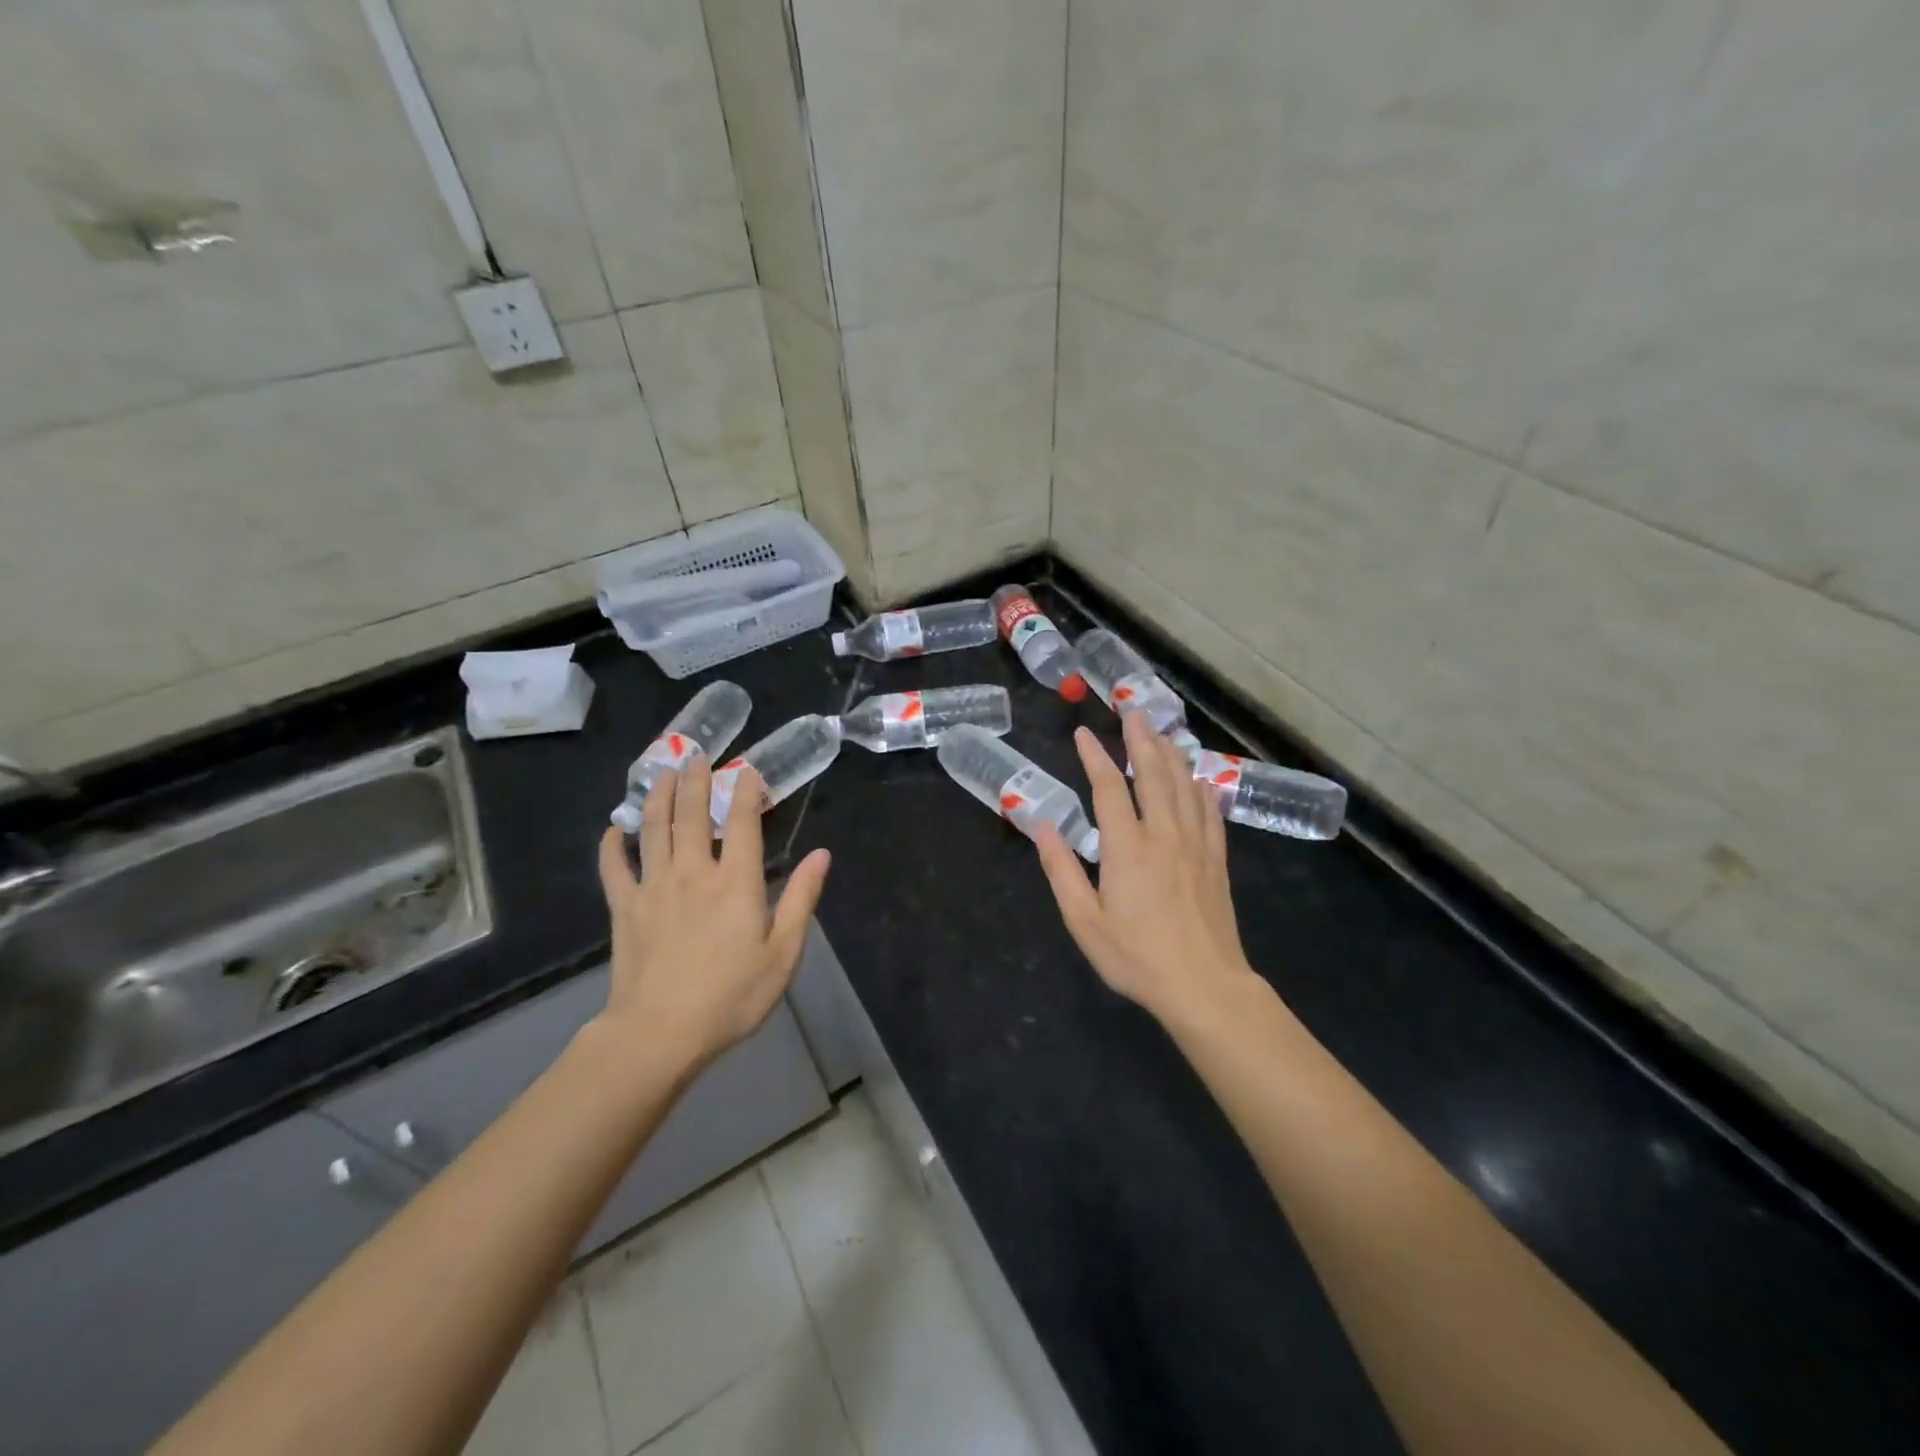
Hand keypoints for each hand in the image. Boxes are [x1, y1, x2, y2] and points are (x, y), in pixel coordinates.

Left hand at [594, 756, 830, 1078]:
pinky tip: (612, 829)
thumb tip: (821, 854)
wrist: (659, 1034)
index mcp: (736, 882)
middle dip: (694, 781)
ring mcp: (653, 888)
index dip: (746, 791)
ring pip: (653, 830)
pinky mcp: (625, 909)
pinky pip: (614, 868)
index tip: (747, 770)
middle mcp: (693, 872)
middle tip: (694, 756)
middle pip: (690, 815)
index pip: (741, 823)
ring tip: (660, 772)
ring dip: (657, 797)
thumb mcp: (783, 953)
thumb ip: (802, 899)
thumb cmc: (731, 996)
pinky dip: (612, 845)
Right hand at [1035, 713, 1254, 1022]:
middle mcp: (1163, 835)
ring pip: (1185, 787)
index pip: (1109, 788)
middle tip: (1133, 713)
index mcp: (1127, 847)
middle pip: (1153, 775)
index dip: (1095, 757)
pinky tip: (1199, 778)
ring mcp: (1195, 845)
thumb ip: (1061, 870)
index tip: (1084, 734)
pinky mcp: (1216, 860)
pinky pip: (1210, 812)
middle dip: (1141, 741)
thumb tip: (1043, 825)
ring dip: (1172, 755)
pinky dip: (1202, 789)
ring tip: (1162, 733)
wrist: (1204, 985)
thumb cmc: (1137, 957)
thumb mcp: (1084, 920)